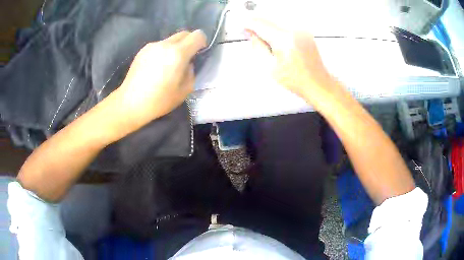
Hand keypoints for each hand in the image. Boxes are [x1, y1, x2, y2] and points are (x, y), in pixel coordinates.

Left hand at [115, 30, 206, 130]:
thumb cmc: (159, 100)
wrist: (130, 103)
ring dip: (175, 47)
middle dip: (189, 42)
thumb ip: (191, 72)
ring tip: (168, 65)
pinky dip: (163, 51)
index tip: (199, 52)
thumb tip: (187, 64)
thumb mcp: (184, 91)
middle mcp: (165, 44)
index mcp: (178, 54)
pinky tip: (156, 67)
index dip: (202, 42)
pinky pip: (159, 45)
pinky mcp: (142, 50)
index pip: (197, 35)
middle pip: (184, 33)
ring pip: (170, 39)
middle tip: (186, 58)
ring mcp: (152, 46)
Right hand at [246, 19, 338, 101]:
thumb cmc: (298, 80)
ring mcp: (301, 30)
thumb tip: (251, 34)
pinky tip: (278, 42)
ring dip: (267, 28)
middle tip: (251, 35)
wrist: (317, 83)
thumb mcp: (270, 67)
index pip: (259, 23)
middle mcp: (295, 31)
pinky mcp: (305, 32)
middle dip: (257, 26)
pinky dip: (277, 30)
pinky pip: (286, 25)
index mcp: (284, 40)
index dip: (248, 24)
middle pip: (268, 20)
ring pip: (276, 21)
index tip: (243, 27)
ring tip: (267, 43)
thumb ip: (257, 47)